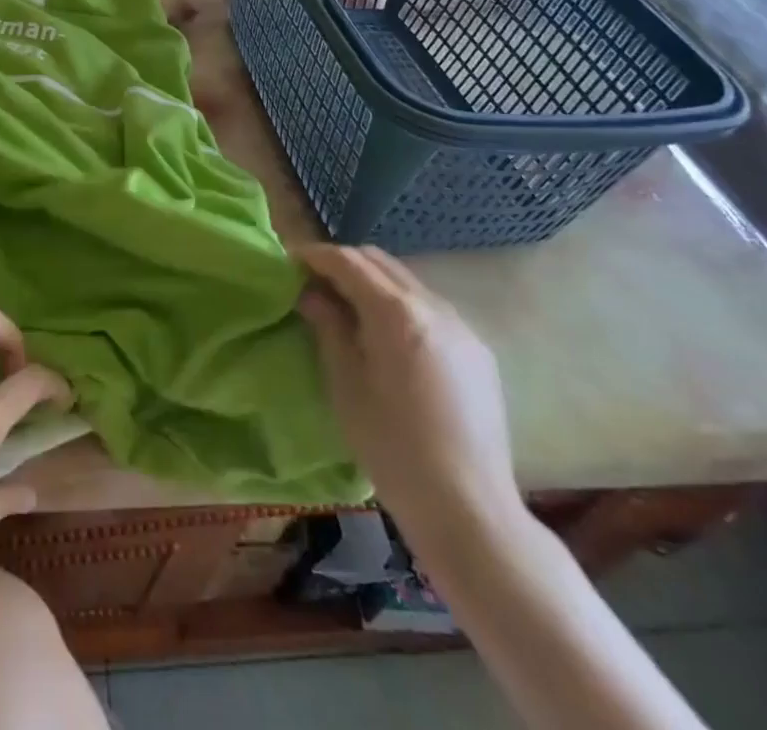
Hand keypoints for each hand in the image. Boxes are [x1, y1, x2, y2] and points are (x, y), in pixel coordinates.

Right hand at [297, 245, 522, 543]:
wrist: (470, 509)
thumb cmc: (393, 448)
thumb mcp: (345, 384)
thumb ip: (328, 327)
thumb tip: (311, 293)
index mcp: (395, 312)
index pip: (348, 261)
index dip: (314, 256)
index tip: (289, 264)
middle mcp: (432, 306)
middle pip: (379, 262)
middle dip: (343, 264)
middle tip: (313, 285)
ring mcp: (461, 326)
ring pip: (406, 282)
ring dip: (373, 282)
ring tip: (347, 309)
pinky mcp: (477, 351)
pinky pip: (429, 308)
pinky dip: (400, 305)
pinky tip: (387, 337)